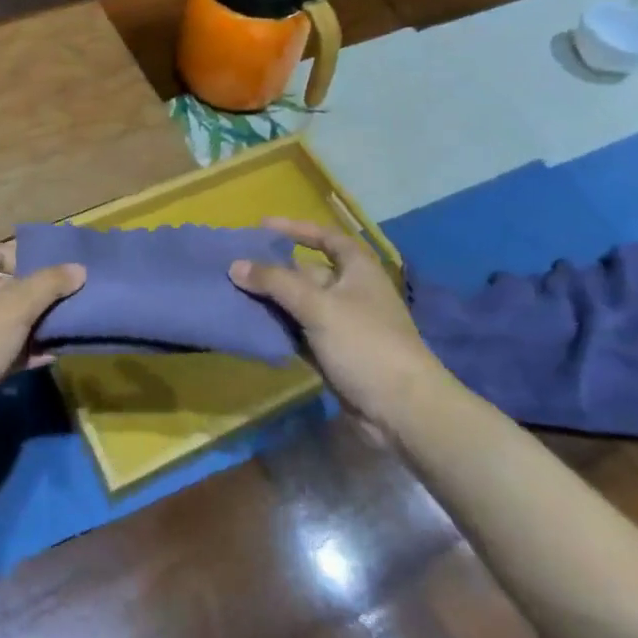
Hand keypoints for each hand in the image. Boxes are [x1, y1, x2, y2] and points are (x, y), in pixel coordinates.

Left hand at [0, 243, 85, 430]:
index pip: (3, 252)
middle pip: (8, 287)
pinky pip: (3, 349)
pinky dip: (25, 351)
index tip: (64, 271)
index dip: (32, 258)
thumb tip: (79, 269)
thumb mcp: (16, 305)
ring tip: (70, 327)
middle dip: (40, 295)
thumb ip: (50, 284)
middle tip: (74, 300)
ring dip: (36, 325)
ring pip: (7, 321)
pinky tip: (53, 355)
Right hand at [229, 217, 438, 422]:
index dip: (296, 229)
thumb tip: (235, 265)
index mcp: (358, 269)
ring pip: (301, 304)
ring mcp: (343, 325)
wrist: (403, 411)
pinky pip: (301, 333)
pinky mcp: (335, 354)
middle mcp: (351, 292)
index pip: (326, 237)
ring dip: (273, 301)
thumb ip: (275, 283)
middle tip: (236, 265)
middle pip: (307, 272)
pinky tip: (253, 326)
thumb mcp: (318, 306)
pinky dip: (280, 328)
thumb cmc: (365, 343)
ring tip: (235, 293)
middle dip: (274, 269)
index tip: (262, 226)